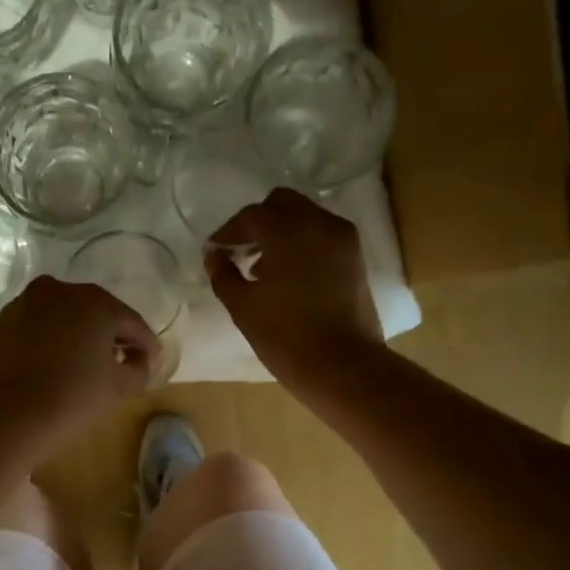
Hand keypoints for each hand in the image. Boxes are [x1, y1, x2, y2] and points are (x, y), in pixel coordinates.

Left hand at [0, 276, 160, 446]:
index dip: (146, 345)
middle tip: (118, 362)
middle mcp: (58, 291)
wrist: (3, 416)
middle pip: (94, 313)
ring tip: (80, 366)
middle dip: (109, 336)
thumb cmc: (71, 398)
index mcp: (94, 301)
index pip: (131, 322)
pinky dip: (45, 343)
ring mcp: (23, 304)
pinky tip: (47, 368)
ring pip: (60, 318)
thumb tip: (140, 362)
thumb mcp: (118, 388)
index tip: (151, 364)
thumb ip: (139, 370)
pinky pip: (33, 330)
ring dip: (75, 336)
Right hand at [206, 189, 383, 393]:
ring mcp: (342, 239)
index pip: (252, 216)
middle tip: (241, 250)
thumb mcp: (243, 307)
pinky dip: (302, 243)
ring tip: (262, 269)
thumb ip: (223, 275)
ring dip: (281, 232)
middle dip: (259, 222)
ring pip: (305, 217)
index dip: (229, 231)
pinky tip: (289, 276)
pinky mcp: (355, 257)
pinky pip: (322, 235)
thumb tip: (214, 255)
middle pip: (282, 204)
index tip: (216, 250)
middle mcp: (318, 223)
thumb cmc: (285, 337)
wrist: (342, 365)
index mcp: (288, 231)